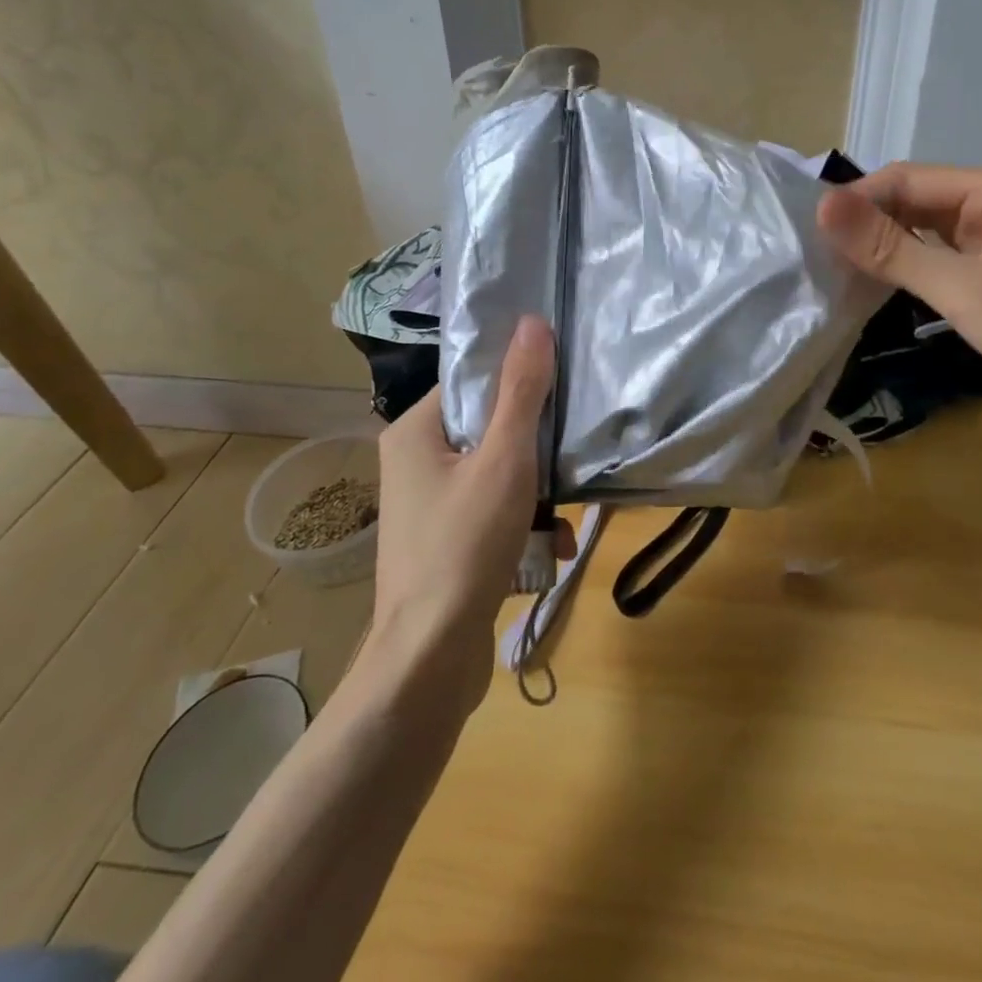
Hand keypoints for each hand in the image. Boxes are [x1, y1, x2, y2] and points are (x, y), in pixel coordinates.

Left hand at [365, 315, 569, 710]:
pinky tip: (551, 551)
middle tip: (567, 463)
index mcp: (414, 432)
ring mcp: (427, 507)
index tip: (559, 394)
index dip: (517, 384)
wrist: (429, 659)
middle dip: (535, 453)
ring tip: (564, 521)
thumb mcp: (504, 460)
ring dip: (537, 496)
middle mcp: (414, 463)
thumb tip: (531, 321)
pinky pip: (490, 515)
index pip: (472, 383)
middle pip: (489, 431)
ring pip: (496, 475)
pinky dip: (522, 526)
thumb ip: (521, 391)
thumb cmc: (464, 545)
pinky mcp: (443, 544)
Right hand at [818, 165, 981, 483]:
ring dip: (884, 252)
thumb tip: (822, 207)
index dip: (857, 200)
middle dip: (868, 226)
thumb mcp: (964, 287)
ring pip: (924, 237)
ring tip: (829, 273)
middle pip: (914, 205)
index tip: (808, 232)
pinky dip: (906, 276)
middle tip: (812, 256)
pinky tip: (871, 293)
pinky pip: (939, 268)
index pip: (907, 179)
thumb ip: (891, 249)